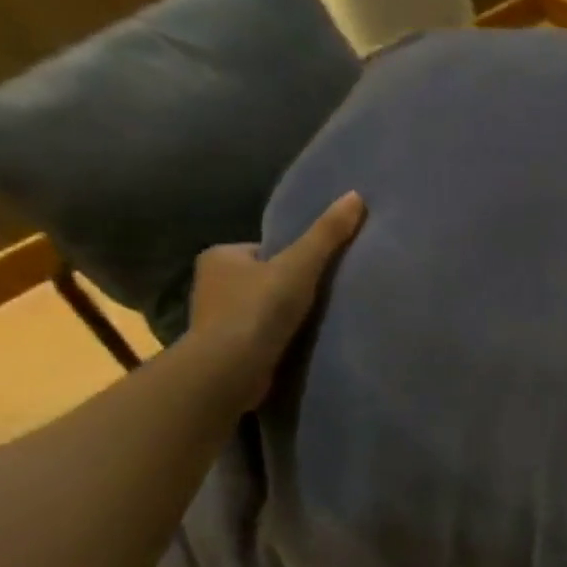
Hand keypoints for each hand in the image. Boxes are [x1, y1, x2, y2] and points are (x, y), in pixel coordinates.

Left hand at [188, 191, 366, 408]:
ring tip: (312, 327)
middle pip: (263, 279)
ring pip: (260, 309)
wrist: (230, 369)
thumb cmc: (259, 310)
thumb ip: (327, 235)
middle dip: (287, 289)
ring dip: (282, 317)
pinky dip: (275, 339)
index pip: (266, 250)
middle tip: (321, 302)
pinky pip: (257, 335)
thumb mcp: (300, 266)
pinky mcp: (223, 348)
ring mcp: (214, 318)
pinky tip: (294, 346)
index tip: (318, 276)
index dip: (295, 260)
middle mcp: (210, 283)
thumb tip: (356, 196)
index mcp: (220, 255)